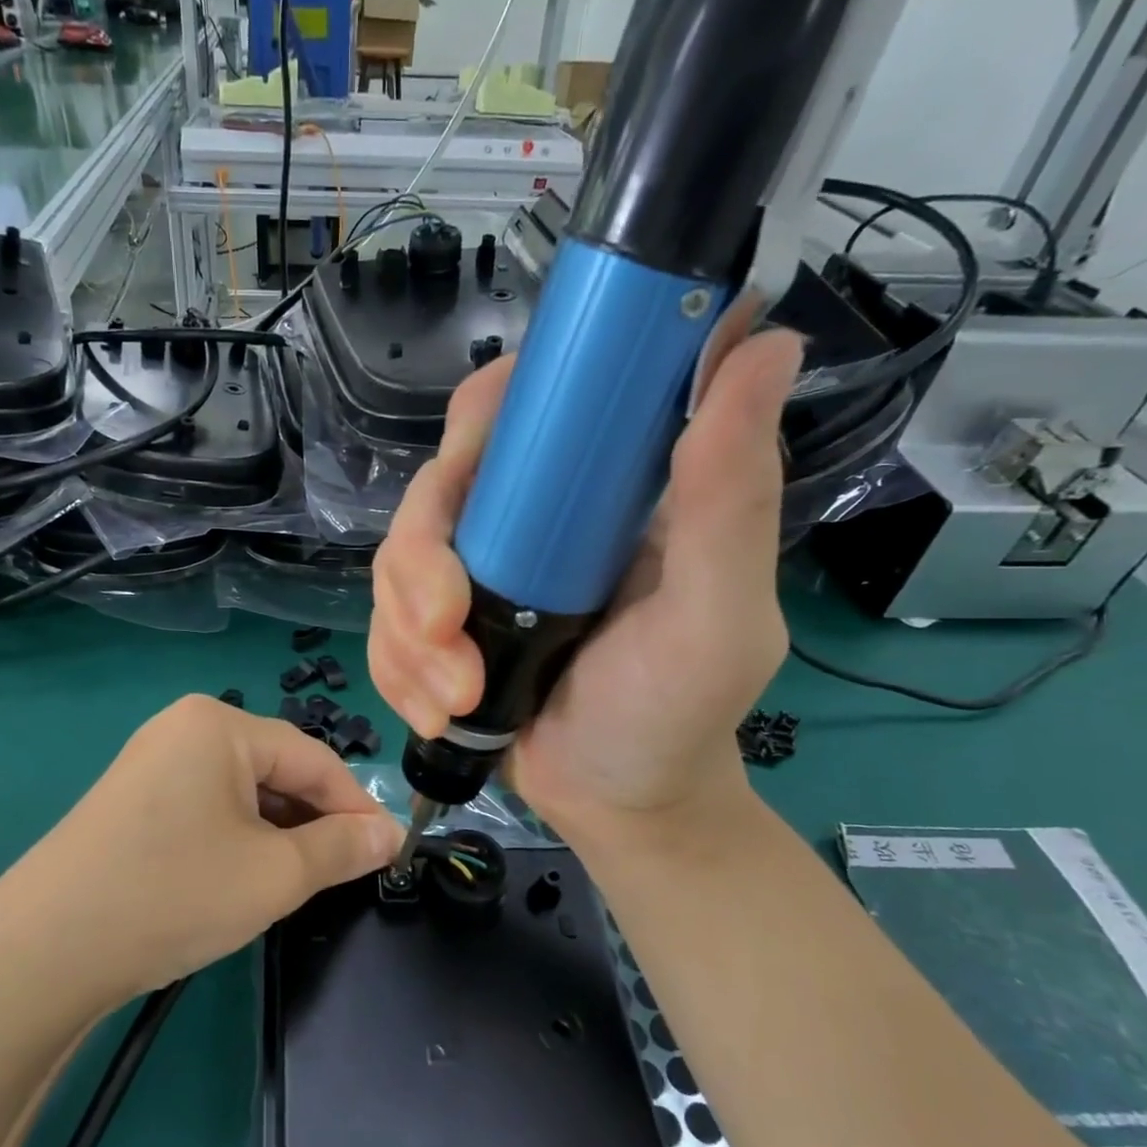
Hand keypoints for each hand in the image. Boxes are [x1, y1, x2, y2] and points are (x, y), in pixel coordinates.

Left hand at [23, 696, 399, 1003]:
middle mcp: (183, 728)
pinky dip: (236, 838)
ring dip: (275, 834)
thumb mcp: (274, 874)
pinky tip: (239, 878)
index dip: (355, 805)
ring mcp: (151, 762)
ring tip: (291, 882)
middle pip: (274, 771)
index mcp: (219, 724)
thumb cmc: (173, 894)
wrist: (42, 952)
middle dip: (312, 821)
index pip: (311, 757)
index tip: (386, 851)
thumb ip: (341, 848)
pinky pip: (206, 807)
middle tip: (338, 875)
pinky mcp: (132, 799)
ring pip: (240, 792)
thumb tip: (388, 833)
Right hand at [367, 306, 802, 847]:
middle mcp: (523, 521)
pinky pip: (381, 626)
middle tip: (446, 629)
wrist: (617, 805)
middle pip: (432, 490)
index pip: (519, 409)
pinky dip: (397, 671)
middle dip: (420, 563)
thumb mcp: (718, 613)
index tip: (470, 473)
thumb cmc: (677, 711)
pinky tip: (438, 713)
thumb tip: (764, 341)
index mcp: (593, 490)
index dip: (481, 421)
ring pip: (393, 563)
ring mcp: (472, 576)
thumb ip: (731, 496)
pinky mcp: (434, 629)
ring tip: (455, 699)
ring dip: (407, 637)